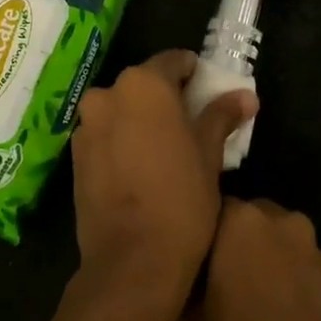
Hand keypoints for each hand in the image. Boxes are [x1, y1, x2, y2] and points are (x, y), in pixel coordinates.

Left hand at [70, 51, 256, 311]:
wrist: (132, 259)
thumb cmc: (181, 199)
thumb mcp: (209, 155)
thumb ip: (221, 116)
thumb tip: (245, 96)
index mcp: (143, 85)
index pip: (173, 61)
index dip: (194, 74)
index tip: (209, 92)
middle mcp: (107, 95)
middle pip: (144, 84)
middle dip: (167, 97)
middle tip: (192, 124)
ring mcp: (86, 126)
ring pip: (121, 109)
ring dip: (142, 119)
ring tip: (166, 149)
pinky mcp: (75, 156)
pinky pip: (105, 134)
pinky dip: (122, 139)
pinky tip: (140, 168)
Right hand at [185, 199, 320, 320]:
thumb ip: (188, 290)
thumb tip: (186, 283)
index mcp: (240, 220)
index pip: (210, 209)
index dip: (198, 236)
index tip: (188, 262)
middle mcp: (280, 220)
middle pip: (248, 220)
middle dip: (233, 242)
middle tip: (215, 279)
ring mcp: (313, 246)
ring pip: (277, 242)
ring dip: (264, 260)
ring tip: (247, 299)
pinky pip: (300, 266)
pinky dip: (288, 279)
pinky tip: (278, 314)